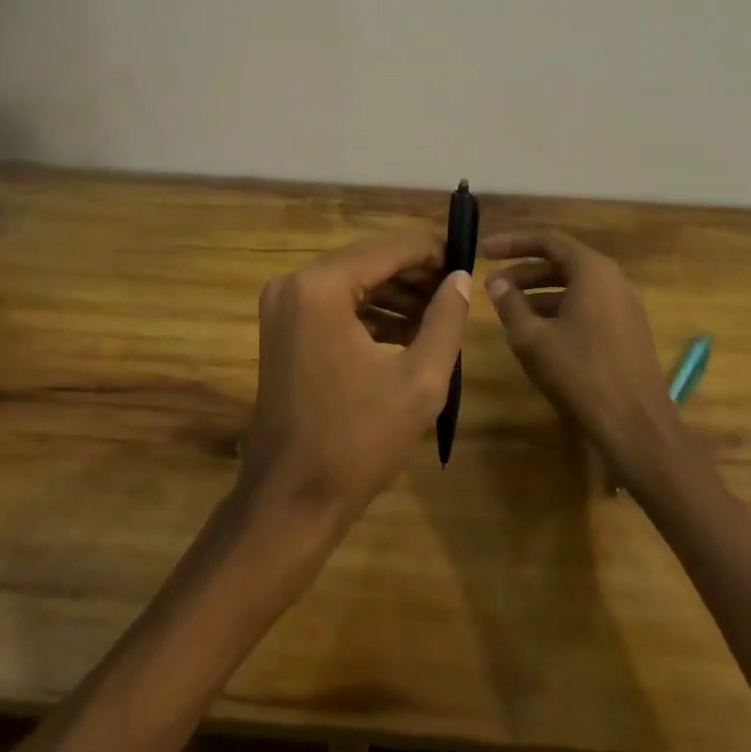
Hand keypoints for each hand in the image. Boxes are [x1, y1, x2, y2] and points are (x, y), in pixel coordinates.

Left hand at [241, 231, 471, 523]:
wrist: (291, 501)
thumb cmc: (357, 442)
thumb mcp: (419, 381)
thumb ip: (445, 320)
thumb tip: (460, 277)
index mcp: (320, 287)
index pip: (387, 250)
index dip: (430, 250)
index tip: (467, 257)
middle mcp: (294, 283)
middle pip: (367, 262)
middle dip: (414, 274)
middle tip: (458, 287)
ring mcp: (284, 306)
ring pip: (352, 282)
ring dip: (395, 294)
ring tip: (440, 312)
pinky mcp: (283, 328)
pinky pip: (335, 305)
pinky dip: (370, 313)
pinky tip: (408, 332)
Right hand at [482, 230, 672, 468]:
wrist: (637, 429)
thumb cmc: (581, 373)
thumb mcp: (532, 338)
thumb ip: (510, 304)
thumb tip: (497, 283)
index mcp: (592, 271)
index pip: (547, 241)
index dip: (512, 243)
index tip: (483, 251)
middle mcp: (613, 280)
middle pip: (561, 263)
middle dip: (523, 271)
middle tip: (492, 285)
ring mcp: (624, 307)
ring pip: (574, 287)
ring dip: (539, 293)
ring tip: (509, 310)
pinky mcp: (628, 333)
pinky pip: (588, 308)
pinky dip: (559, 311)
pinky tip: (538, 333)